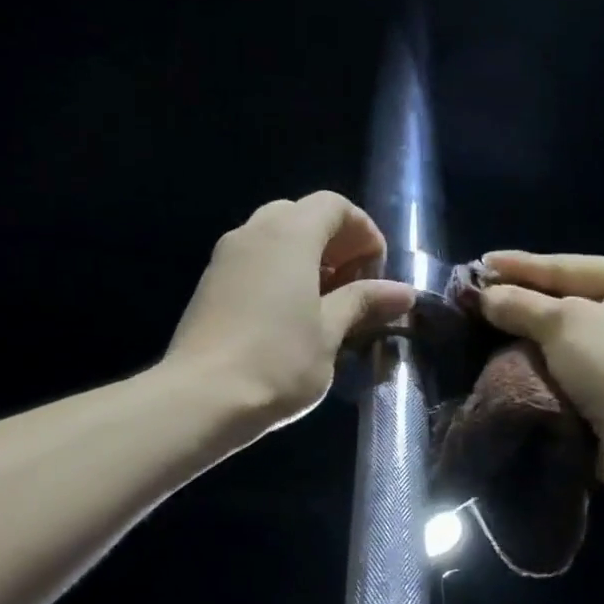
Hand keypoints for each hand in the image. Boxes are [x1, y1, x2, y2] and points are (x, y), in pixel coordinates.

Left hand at [166, 192, 415, 430]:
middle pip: (302, 215)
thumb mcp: (330, 333)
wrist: (201, 398)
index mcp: (290, 235)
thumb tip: (402, 292)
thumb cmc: (278, 362)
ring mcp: (225, 257)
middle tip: (352, 284)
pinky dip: (279, 271)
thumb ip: (363, 302)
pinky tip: (289, 315)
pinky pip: (253, 259)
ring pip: (274, 236)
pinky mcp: (209, 283)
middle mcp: (254, 233)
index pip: (334, 205)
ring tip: (324, 303)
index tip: (377, 272)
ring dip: (306, 257)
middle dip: (334, 242)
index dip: (363, 231)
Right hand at [477, 251, 603, 498]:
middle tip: (480, 300)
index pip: (570, 265)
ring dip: (534, 339)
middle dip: (526, 303)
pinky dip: (548, 369)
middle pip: (573, 301)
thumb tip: (487, 296)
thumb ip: (521, 305)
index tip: (479, 263)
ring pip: (573, 340)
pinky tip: (514, 365)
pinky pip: (577, 371)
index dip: (522, 265)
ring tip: (489, 332)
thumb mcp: (564, 323)